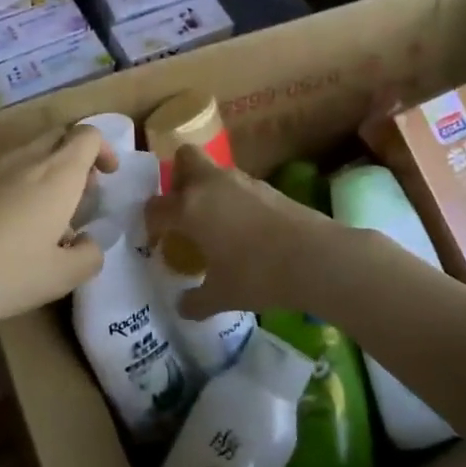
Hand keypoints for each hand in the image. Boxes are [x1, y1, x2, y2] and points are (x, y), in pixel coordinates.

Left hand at [0, 125, 117, 344]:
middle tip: (79, 194)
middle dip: (75, 156)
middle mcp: (24, 159)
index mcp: (57, 173)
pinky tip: (3, 226)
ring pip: (26, 154)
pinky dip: (14, 185)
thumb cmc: (5, 272)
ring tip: (42, 216)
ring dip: (44, 172)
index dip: (104, 149)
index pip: (87, 135)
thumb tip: (89, 243)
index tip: (107, 176)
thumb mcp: (60, 278)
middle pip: (57, 136)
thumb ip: (88, 257)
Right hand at [145, 144, 353, 321]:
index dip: (151, 223)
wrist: (313, 257)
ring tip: (215, 225)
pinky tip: (244, 230)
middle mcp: (210, 184)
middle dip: (179, 178)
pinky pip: (239, 186)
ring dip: (209, 190)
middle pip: (185, 159)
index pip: (156, 206)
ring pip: (215, 172)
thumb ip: (196, 301)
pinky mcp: (268, 187)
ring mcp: (242, 181)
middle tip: (183, 211)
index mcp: (189, 207)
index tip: (159, 242)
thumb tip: (183, 307)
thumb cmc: (256, 275)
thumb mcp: (221, 296)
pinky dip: (234, 201)